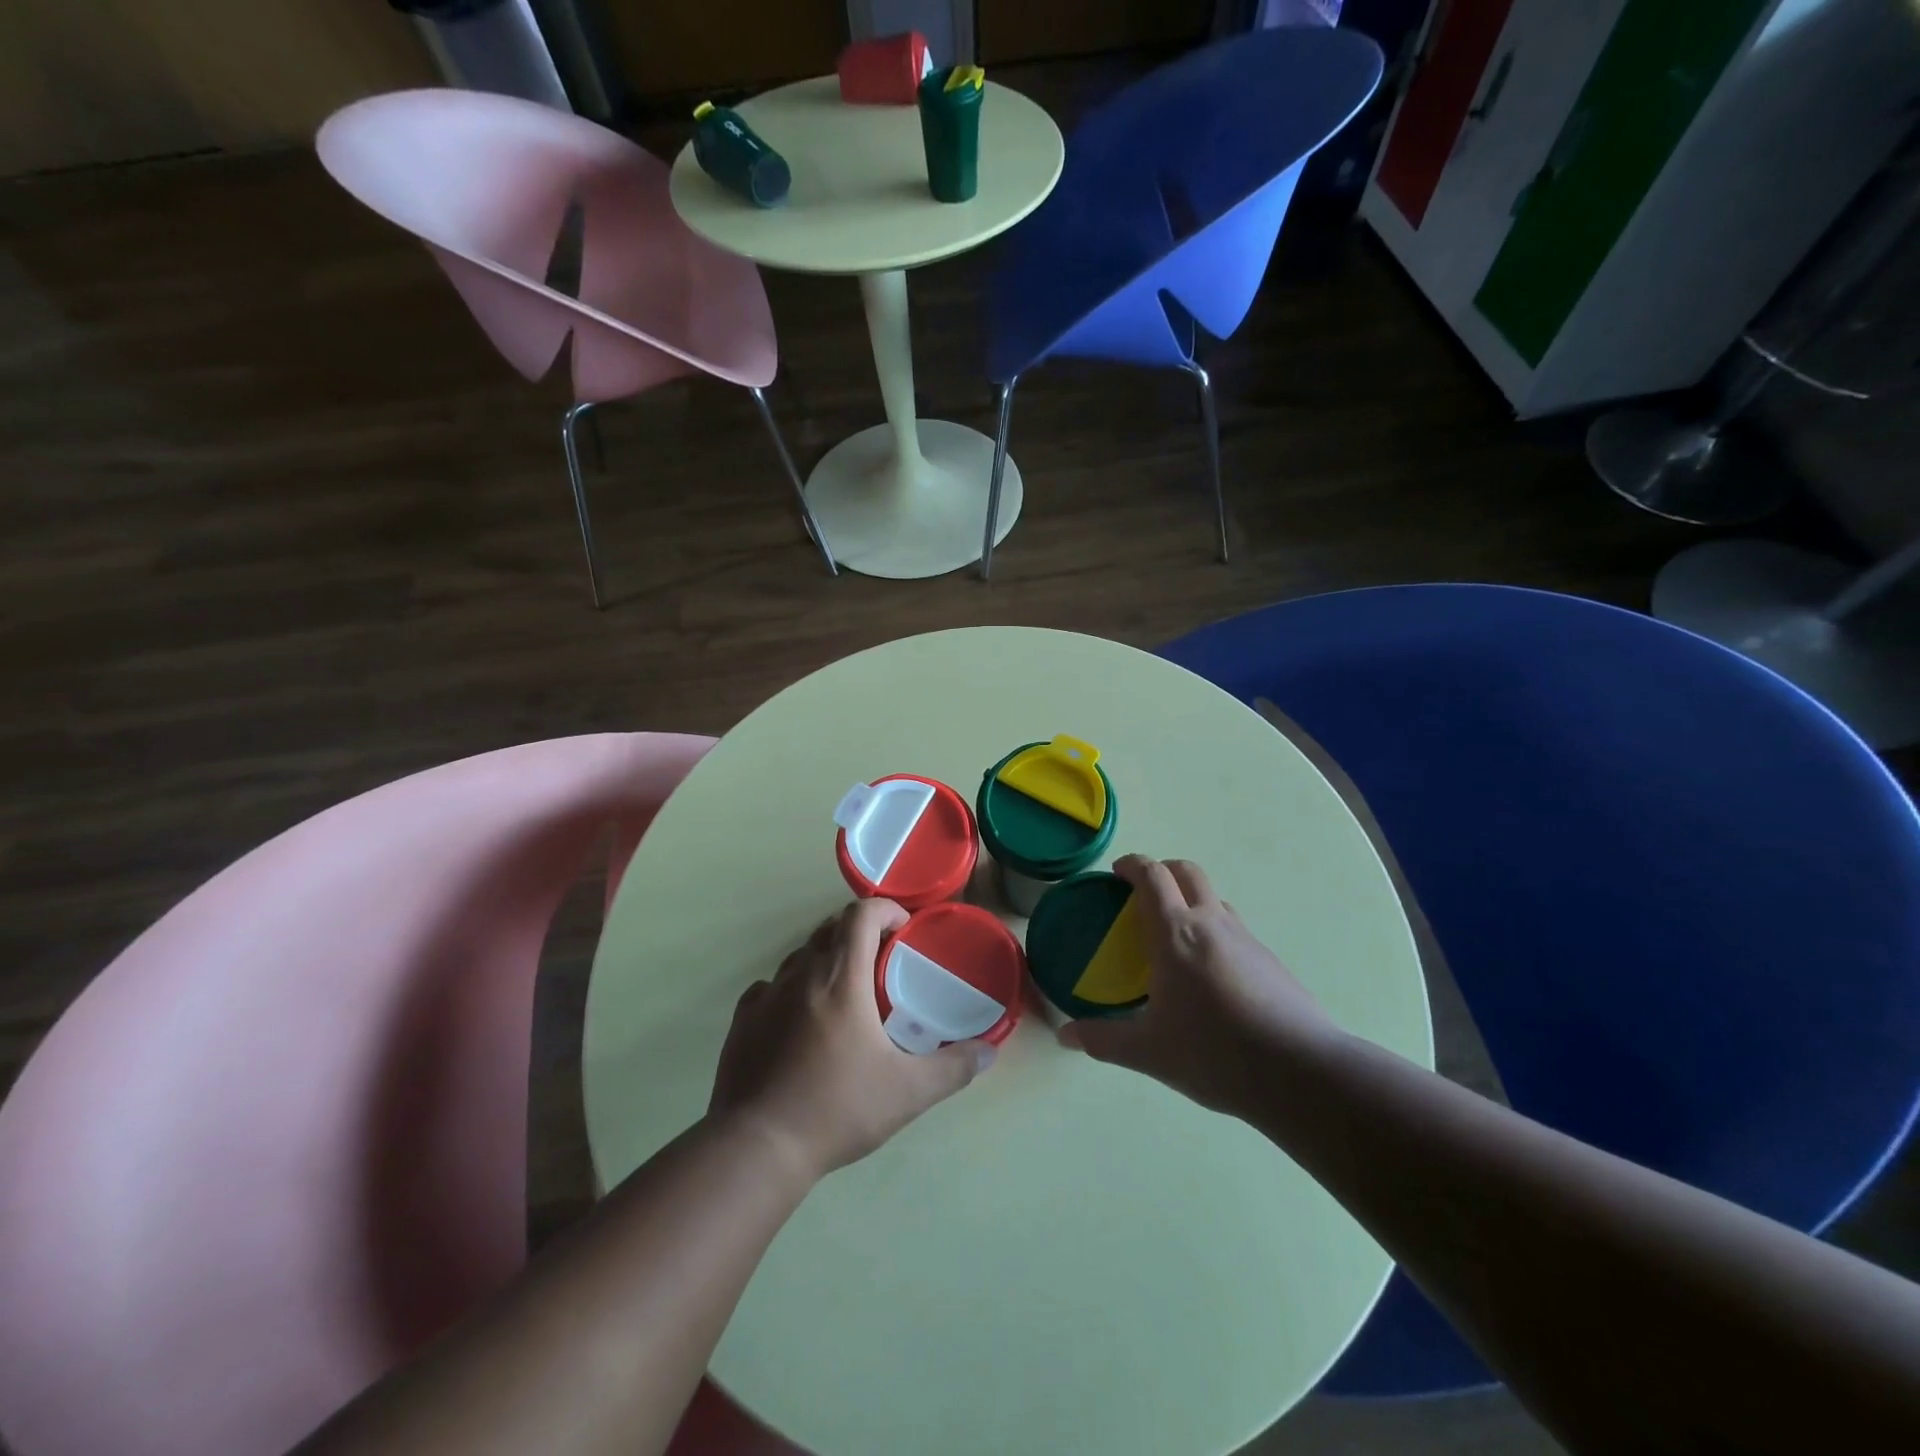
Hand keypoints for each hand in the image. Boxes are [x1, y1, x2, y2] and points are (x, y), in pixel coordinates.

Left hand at [710, 898, 995, 1182]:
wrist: (757, 1148)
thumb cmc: (837, 1108)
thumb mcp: (908, 1092)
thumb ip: (953, 1068)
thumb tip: (989, 1052)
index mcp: (841, 978)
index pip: (861, 914)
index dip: (885, 910)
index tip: (903, 931)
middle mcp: (801, 973)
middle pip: (831, 929)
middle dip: (859, 935)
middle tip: (881, 966)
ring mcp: (767, 994)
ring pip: (800, 957)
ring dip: (826, 962)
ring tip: (844, 997)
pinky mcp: (742, 1020)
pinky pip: (771, 987)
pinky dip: (791, 991)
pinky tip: (801, 1024)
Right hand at [1058, 855, 1340, 1117]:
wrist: (1301, 1072)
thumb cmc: (1214, 1052)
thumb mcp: (1148, 1051)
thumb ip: (1103, 1040)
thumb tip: (1065, 1036)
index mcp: (1175, 933)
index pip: (1152, 876)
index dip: (1132, 865)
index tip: (1116, 872)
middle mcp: (1211, 923)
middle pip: (1187, 872)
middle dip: (1163, 870)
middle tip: (1143, 893)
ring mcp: (1246, 939)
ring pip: (1214, 899)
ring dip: (1191, 900)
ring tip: (1175, 937)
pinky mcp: (1270, 961)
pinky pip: (1234, 930)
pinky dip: (1214, 932)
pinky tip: (1210, 976)